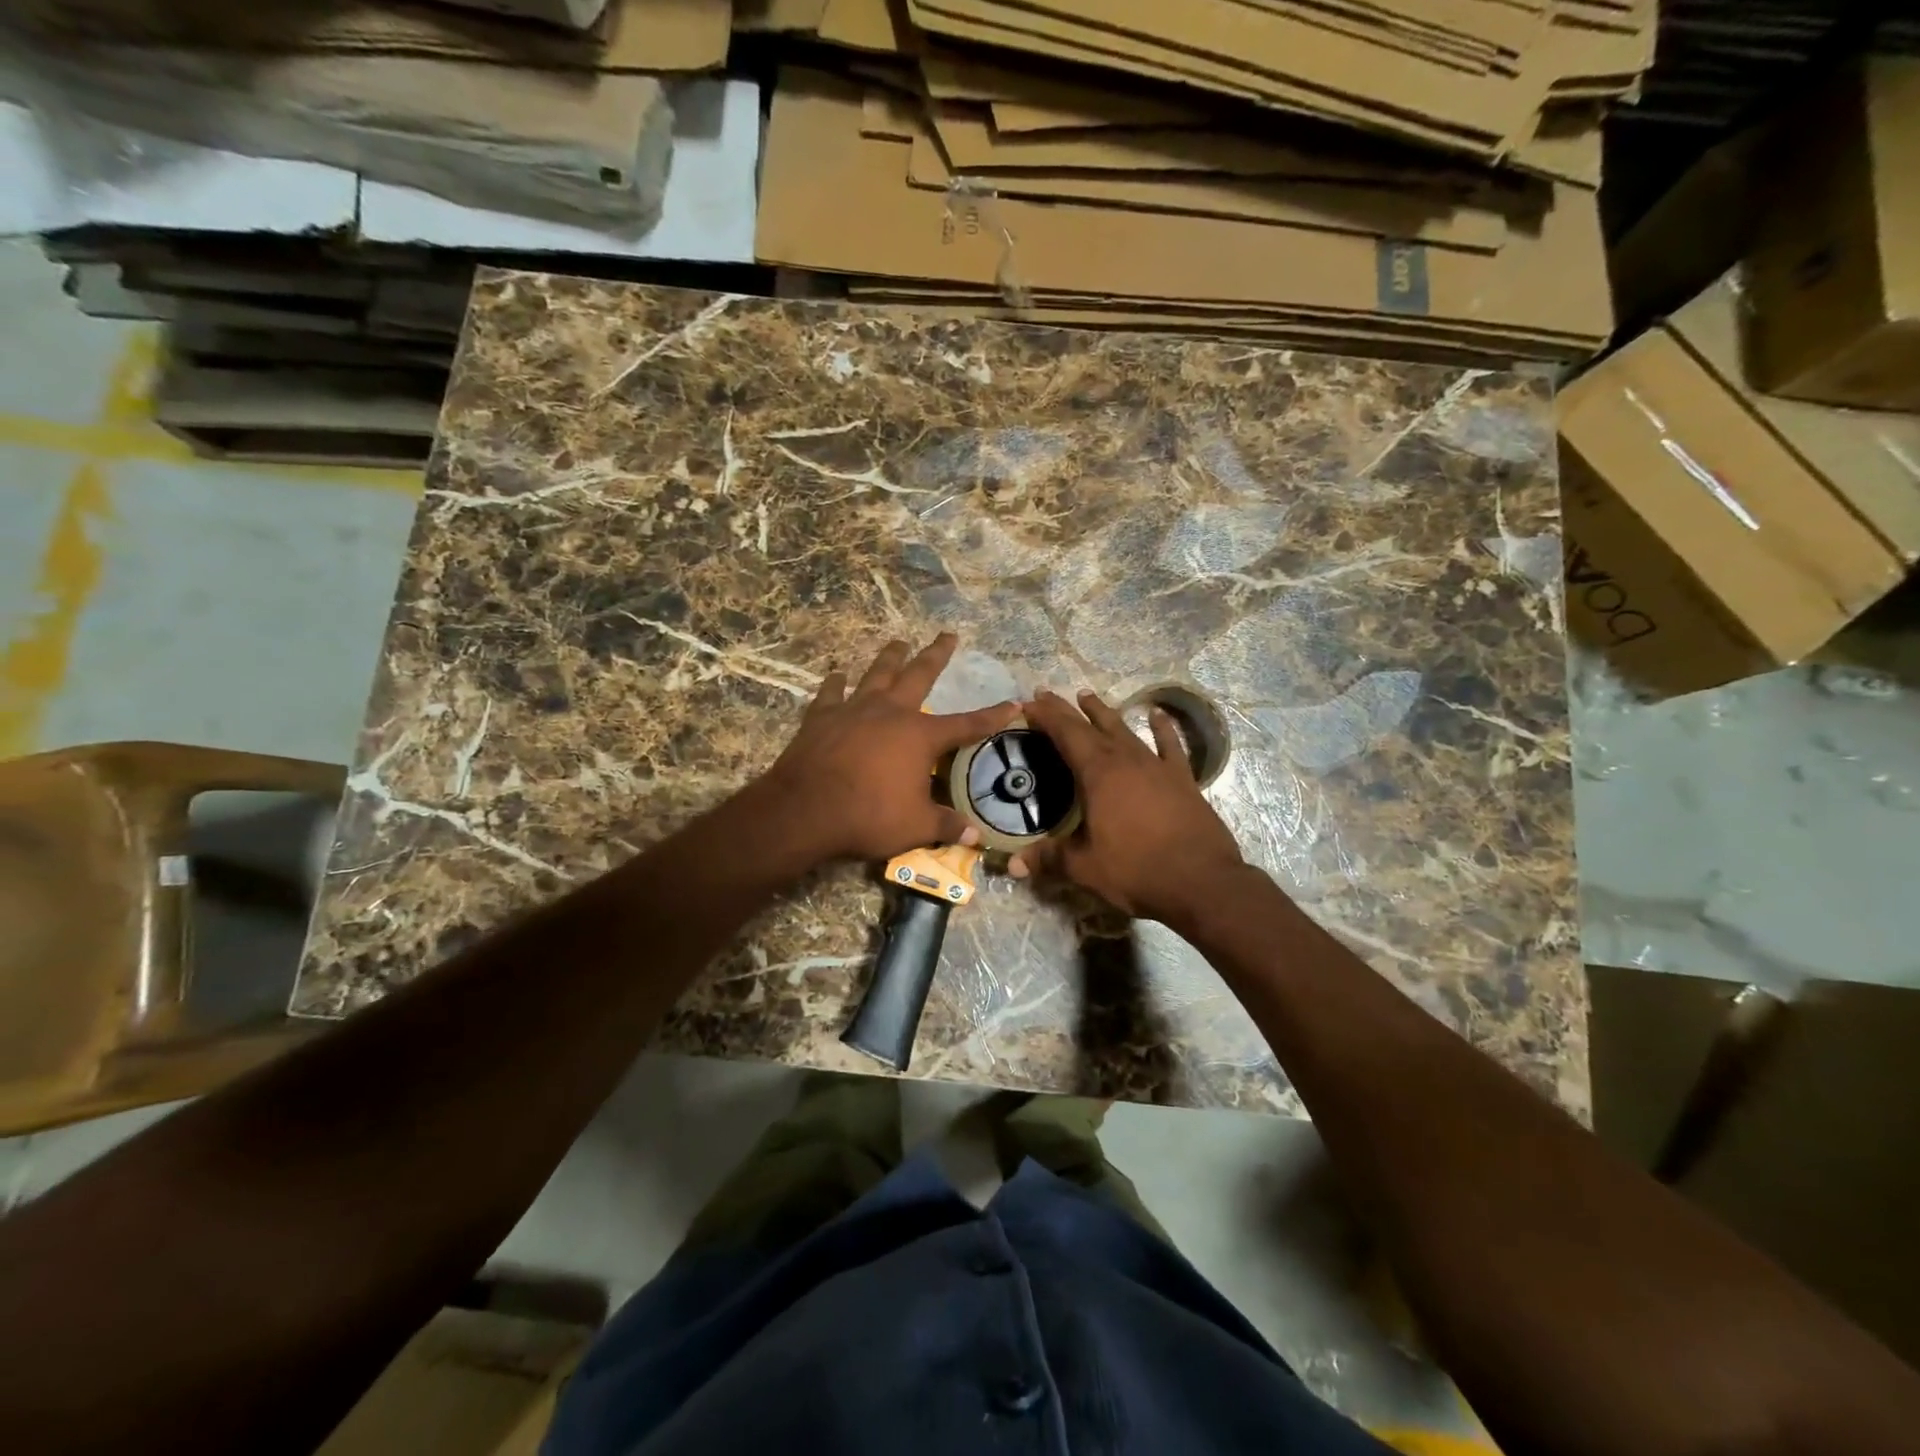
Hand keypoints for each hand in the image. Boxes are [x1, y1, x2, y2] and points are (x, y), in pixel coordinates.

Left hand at [759, 633, 1016, 864]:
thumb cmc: (868, 816)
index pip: (966, 725)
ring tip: (899, 642)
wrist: (805, 809)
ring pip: (877, 674)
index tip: (1013, 703)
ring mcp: (854, 710)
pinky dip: (835, 682)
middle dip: (936, 655)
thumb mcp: (916, 826)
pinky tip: (838, 673)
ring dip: (890, 658)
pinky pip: (831, 692)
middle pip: (919, 675)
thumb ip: (946, 826)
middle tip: (947, 635)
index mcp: (920, 737)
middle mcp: (891, 712)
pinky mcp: (822, 717)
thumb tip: (976, 836)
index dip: (992, 716)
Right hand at [1010, 689, 1246, 926]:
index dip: (1046, 716)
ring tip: (1087, 695)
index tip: (1028, 704)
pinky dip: (1163, 729)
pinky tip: (1158, 715)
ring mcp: (1157, 766)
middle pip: (1091, 726)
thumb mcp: (1085, 867)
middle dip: (1066, 710)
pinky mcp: (1182, 779)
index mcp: (1098, 774)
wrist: (1201, 881)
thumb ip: (1049, 859)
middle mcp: (1126, 760)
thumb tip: (1014, 864)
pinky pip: (1170, 746)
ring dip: (1104, 713)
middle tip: (1046, 694)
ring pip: (1124, 730)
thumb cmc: (1136, 870)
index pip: (1065, 734)